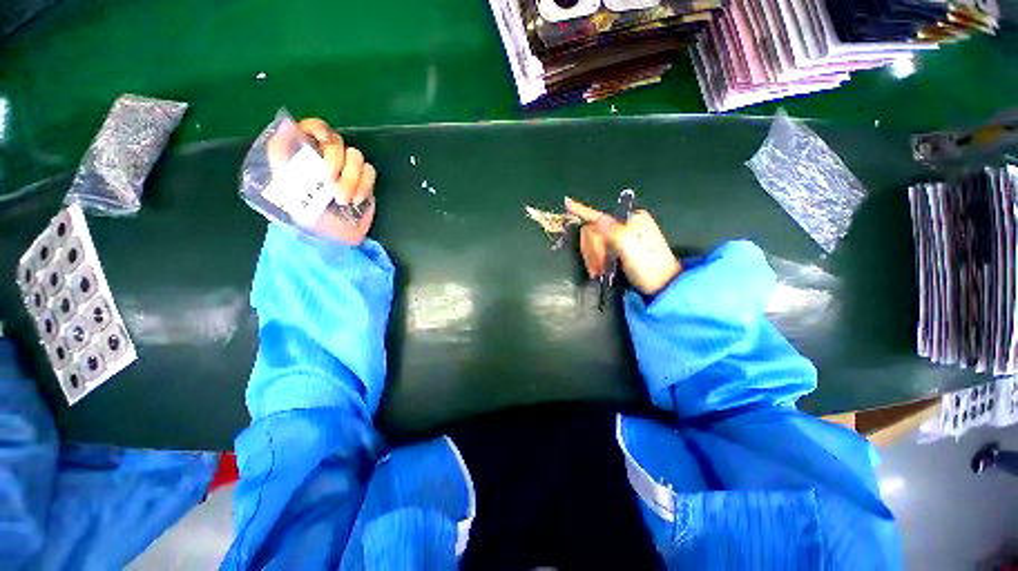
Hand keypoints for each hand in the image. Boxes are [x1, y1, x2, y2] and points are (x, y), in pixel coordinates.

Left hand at [270, 117, 376, 245]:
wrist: (329, 238)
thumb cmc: (302, 214)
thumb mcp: (281, 182)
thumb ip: (279, 152)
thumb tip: (286, 125)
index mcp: (306, 154)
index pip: (315, 127)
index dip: (320, 130)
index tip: (320, 145)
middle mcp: (328, 158)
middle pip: (339, 141)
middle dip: (335, 161)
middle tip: (328, 181)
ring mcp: (349, 171)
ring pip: (357, 157)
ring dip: (350, 178)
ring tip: (341, 199)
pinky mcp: (365, 184)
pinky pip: (370, 173)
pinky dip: (364, 186)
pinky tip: (355, 200)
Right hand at [565, 197, 681, 296]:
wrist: (662, 287)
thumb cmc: (649, 269)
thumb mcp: (632, 251)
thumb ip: (616, 234)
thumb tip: (599, 218)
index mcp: (631, 220)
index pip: (600, 215)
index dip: (582, 210)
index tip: (567, 203)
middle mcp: (624, 225)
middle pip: (593, 232)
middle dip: (593, 250)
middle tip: (599, 268)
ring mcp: (620, 237)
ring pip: (592, 242)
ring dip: (592, 258)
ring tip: (599, 272)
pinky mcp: (617, 249)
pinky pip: (596, 250)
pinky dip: (594, 260)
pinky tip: (599, 271)